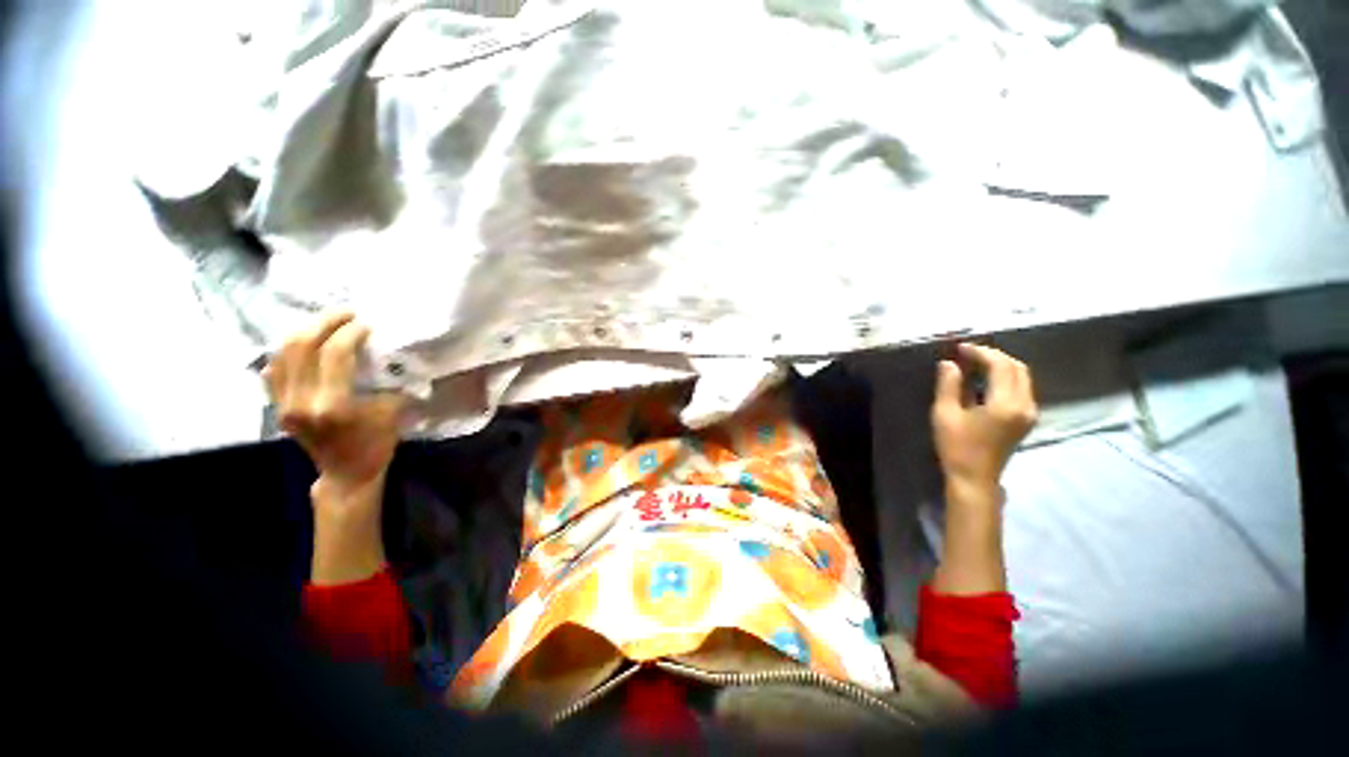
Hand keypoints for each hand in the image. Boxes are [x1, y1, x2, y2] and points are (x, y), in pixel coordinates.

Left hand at [263, 311, 405, 584]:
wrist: (345, 474)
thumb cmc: (375, 444)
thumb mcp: (393, 411)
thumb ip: (388, 381)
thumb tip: (391, 354)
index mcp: (332, 405)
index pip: (334, 354)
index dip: (350, 332)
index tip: (367, 323)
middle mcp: (300, 402)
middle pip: (302, 347)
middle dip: (325, 322)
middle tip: (347, 313)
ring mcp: (283, 405)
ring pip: (283, 353)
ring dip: (305, 331)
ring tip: (327, 322)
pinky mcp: (277, 407)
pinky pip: (274, 368)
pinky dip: (288, 350)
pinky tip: (304, 344)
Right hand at [931, 343, 1037, 495]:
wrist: (974, 478)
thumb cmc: (956, 447)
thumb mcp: (945, 414)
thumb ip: (948, 385)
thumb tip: (948, 363)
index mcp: (1005, 404)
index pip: (1000, 366)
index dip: (981, 352)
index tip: (959, 348)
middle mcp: (1024, 405)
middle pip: (1017, 367)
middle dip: (993, 355)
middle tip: (967, 353)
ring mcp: (1029, 412)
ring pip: (1022, 376)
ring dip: (1000, 365)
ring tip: (974, 363)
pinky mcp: (1026, 418)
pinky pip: (1021, 388)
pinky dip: (1005, 377)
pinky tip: (985, 379)